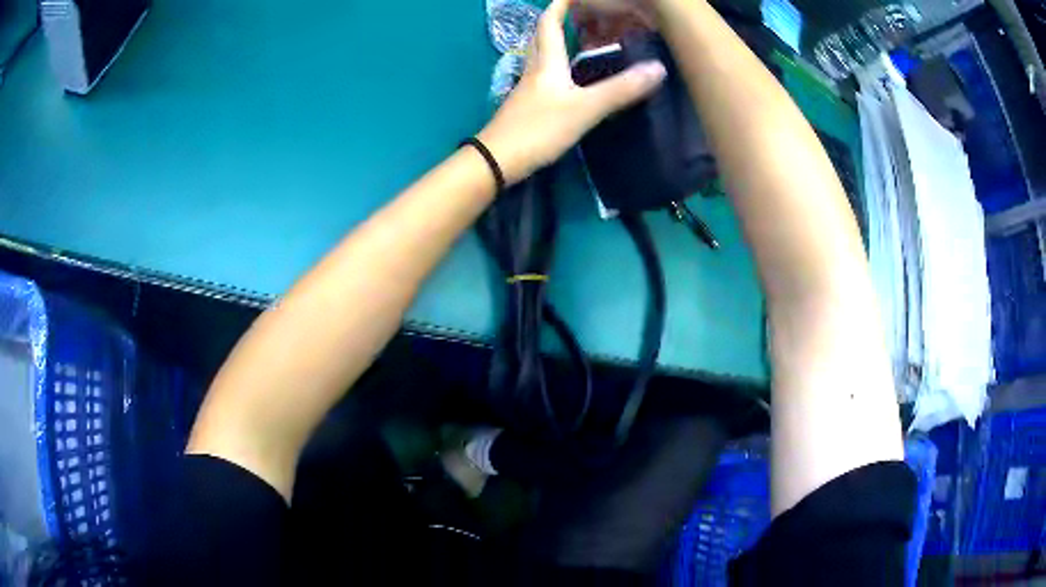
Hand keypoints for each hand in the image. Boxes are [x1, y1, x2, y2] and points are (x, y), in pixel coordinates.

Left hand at [477, 0, 665, 185]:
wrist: (496, 161)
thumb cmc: (539, 129)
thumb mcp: (585, 108)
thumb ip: (620, 90)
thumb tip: (658, 69)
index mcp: (547, 62)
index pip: (549, 24)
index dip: (559, 6)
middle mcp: (534, 70)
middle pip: (540, 37)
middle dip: (554, 20)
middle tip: (574, 14)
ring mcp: (526, 89)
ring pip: (539, 56)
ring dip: (553, 42)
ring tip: (573, 39)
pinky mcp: (525, 108)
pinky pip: (541, 76)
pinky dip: (553, 67)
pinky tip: (564, 78)